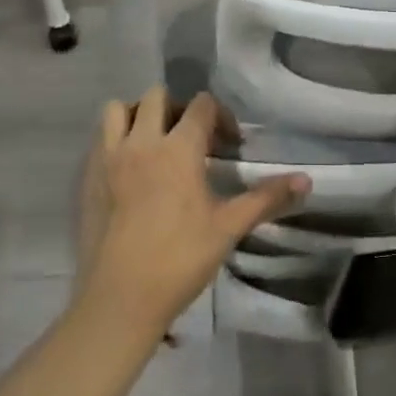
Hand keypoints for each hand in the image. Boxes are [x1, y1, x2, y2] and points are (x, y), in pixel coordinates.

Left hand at [76, 87, 309, 335]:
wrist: (120, 299)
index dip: (220, 116)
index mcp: (178, 149)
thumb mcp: (228, 227)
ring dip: (138, 115)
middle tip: (191, 138)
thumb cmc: (179, 260)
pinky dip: (115, 140)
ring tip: (154, 143)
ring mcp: (109, 157)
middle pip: (157, 96)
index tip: (229, 144)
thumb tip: (307, 181)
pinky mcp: (88, 177)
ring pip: (118, 109)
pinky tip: (130, 171)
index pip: (201, 104)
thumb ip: (266, 198)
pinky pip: (100, 139)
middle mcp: (142, 142)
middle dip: (178, 108)